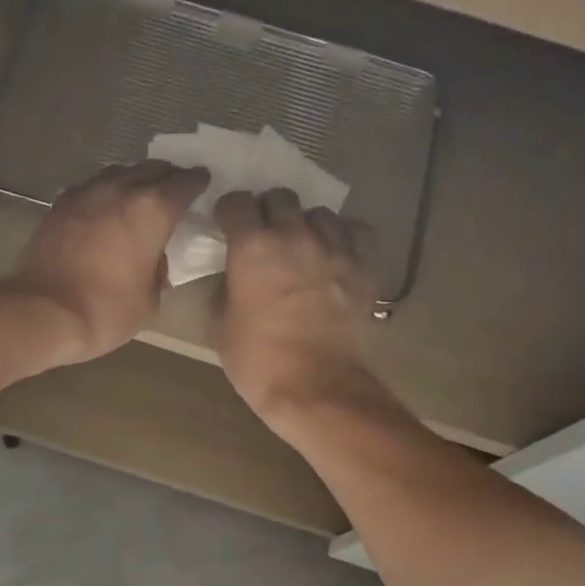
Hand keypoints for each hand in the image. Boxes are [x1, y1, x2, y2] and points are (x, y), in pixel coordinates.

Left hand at [0, 161, 206, 365]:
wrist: (43, 312)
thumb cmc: (106, 311)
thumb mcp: (150, 301)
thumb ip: (160, 271)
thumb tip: (155, 260)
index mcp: (153, 210)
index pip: (185, 183)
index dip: (198, 182)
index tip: (203, 184)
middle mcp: (121, 190)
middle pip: (152, 169)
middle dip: (167, 176)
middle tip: (174, 188)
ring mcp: (87, 193)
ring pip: (119, 172)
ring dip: (134, 180)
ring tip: (139, 195)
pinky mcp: (60, 204)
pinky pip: (91, 187)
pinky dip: (105, 193)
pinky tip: (105, 208)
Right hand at [214, 188, 387, 428]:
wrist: (316, 388)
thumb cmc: (258, 362)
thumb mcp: (221, 326)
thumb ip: (225, 287)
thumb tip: (234, 273)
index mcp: (252, 248)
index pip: (237, 202)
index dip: (230, 211)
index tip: (228, 225)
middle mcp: (294, 235)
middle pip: (280, 197)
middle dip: (268, 211)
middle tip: (264, 236)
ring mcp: (334, 248)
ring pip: (319, 212)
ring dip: (306, 224)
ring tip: (302, 246)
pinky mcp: (364, 266)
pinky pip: (356, 231)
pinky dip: (344, 236)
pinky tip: (336, 253)